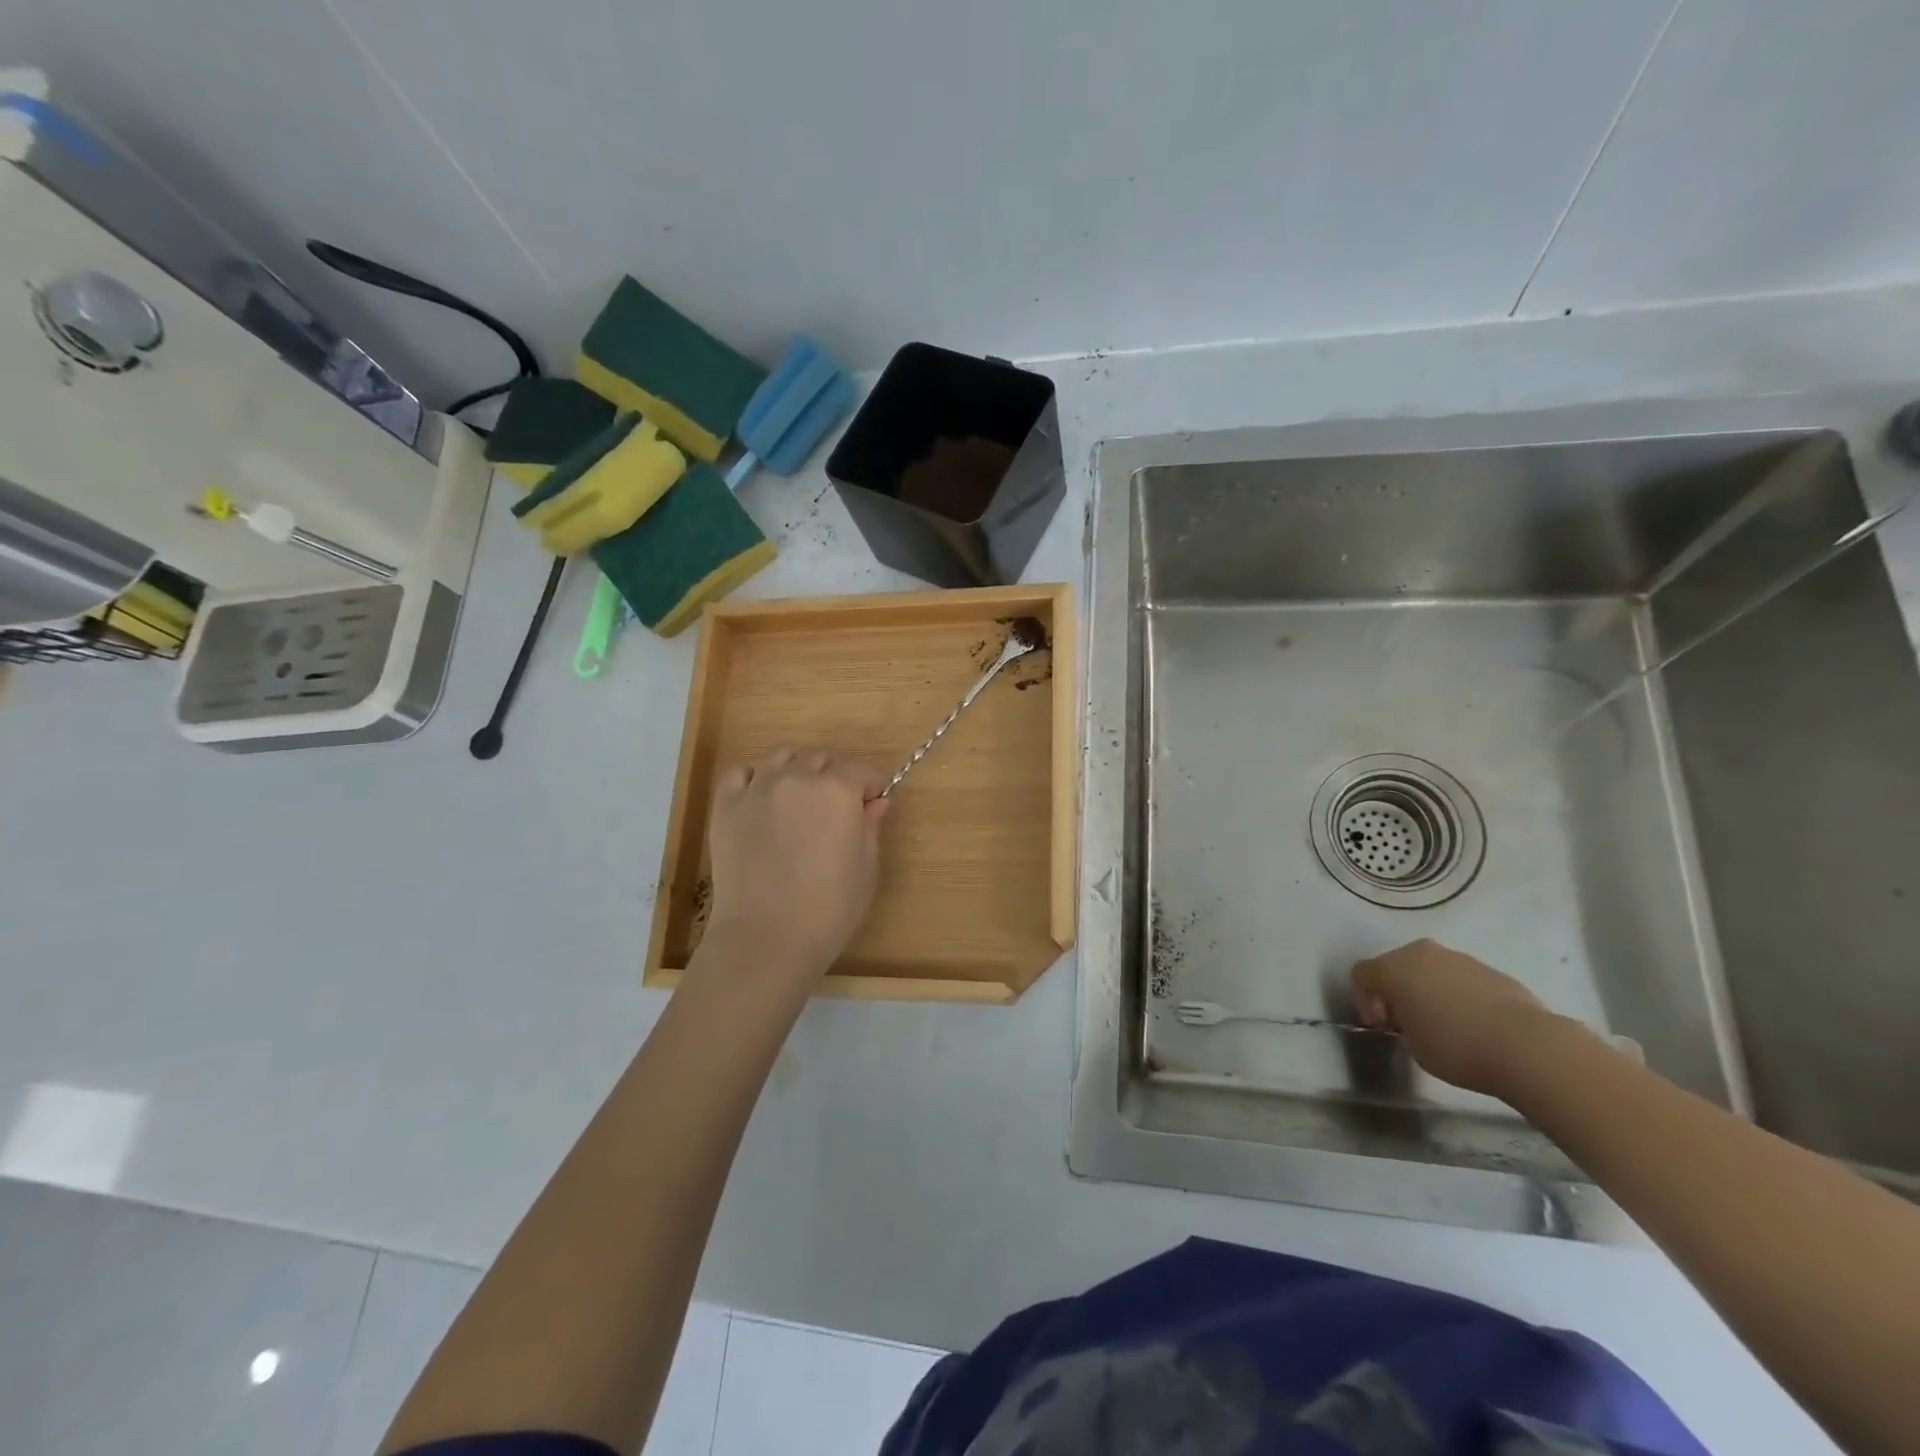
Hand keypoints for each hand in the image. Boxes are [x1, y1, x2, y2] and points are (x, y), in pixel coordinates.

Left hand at [704, 748, 888, 982]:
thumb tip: (876, 803)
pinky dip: (753, 780)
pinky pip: (739, 774)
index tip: (871, 803)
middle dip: (833, 777)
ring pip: (781, 758)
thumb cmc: (829, 909)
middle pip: (820, 759)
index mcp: (838, 790)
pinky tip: (761, 801)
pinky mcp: (725, 807)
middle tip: (835, 809)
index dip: (870, 785)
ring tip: (797, 802)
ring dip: (796, 772)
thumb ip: (870, 827)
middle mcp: (797, 778)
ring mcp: (757, 789)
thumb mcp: (866, 869)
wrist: (767, 938)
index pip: (860, 769)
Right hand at [1351, 939, 1563, 1096]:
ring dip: (1428, 991)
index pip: (1361, 975)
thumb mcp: (1413, 1046)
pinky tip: (1474, 1024)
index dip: (1364, 1001)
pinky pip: (1461, 979)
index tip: (1383, 1028)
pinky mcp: (1492, 970)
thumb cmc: (1456, 1047)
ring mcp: (1459, 958)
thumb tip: (1412, 1020)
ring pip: (1430, 970)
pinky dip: (1458, 995)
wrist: (1528, 1046)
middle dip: (1397, 991)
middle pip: (1395, 966)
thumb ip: (1403, 1026)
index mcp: (1393, 968)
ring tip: (1445, 1025)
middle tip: (1408, 1023)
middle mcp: (1421, 953)